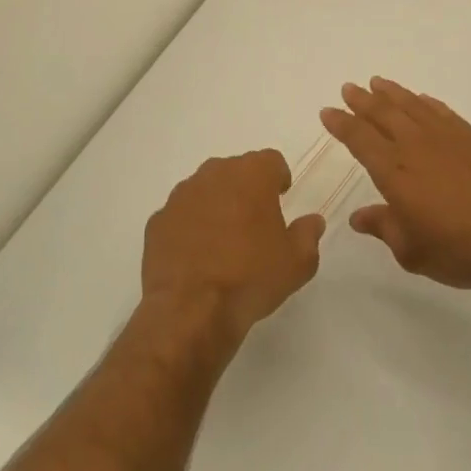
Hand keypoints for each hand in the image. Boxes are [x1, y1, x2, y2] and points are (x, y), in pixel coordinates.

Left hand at [141, 151, 325, 345]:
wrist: (190, 310)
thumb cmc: (251, 278)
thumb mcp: (297, 263)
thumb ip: (308, 235)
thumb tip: (312, 221)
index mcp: (251, 175)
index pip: (271, 160)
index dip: (278, 177)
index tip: (281, 197)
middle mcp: (214, 174)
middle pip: (235, 170)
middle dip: (246, 189)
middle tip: (254, 221)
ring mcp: (181, 195)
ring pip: (205, 189)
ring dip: (216, 205)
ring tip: (224, 240)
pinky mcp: (158, 220)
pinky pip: (181, 215)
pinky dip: (190, 226)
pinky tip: (197, 256)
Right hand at [320, 77, 470, 295]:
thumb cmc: (458, 250)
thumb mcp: (411, 251)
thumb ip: (384, 228)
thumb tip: (359, 217)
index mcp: (394, 171)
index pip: (359, 139)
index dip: (341, 124)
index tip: (328, 111)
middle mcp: (415, 145)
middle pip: (382, 113)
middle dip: (362, 100)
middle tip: (349, 88)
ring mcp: (446, 137)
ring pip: (411, 105)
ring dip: (392, 93)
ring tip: (378, 82)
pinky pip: (442, 111)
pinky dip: (427, 103)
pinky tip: (421, 99)